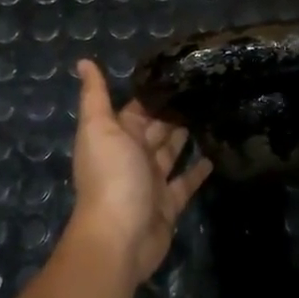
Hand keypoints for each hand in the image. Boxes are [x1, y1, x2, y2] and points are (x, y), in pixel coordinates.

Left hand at [68, 60, 212, 286]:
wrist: (120, 236)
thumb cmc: (111, 176)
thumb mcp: (100, 128)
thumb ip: (95, 96)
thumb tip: (83, 61)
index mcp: (116, 136)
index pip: (137, 108)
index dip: (154, 92)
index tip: (180, 72)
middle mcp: (132, 157)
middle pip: (156, 129)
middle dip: (173, 111)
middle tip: (204, 89)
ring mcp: (151, 181)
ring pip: (171, 153)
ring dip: (186, 136)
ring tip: (213, 113)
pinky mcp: (169, 204)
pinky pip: (185, 182)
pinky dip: (198, 170)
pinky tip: (215, 154)